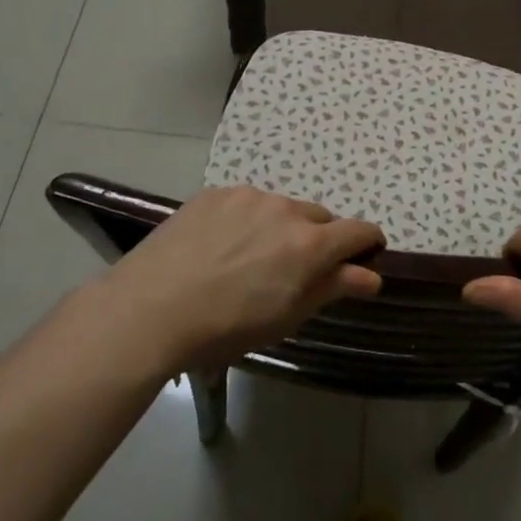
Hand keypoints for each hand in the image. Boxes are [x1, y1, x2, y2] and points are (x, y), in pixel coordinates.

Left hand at [86, 186, 383, 375]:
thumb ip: (333, 288)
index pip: (359, 230)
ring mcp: (249, 196)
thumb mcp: (286, 316)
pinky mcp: (216, 193)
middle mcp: (286, 209)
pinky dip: (246, 220)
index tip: (363, 257)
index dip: (368, 243)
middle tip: (294, 270)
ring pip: (281, 209)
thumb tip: (372, 275)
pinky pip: (246, 203)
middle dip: (318, 239)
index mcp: (310, 244)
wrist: (148, 310)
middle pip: (320, 218)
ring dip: (280, 228)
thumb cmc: (225, 327)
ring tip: (249, 260)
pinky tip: (220, 247)